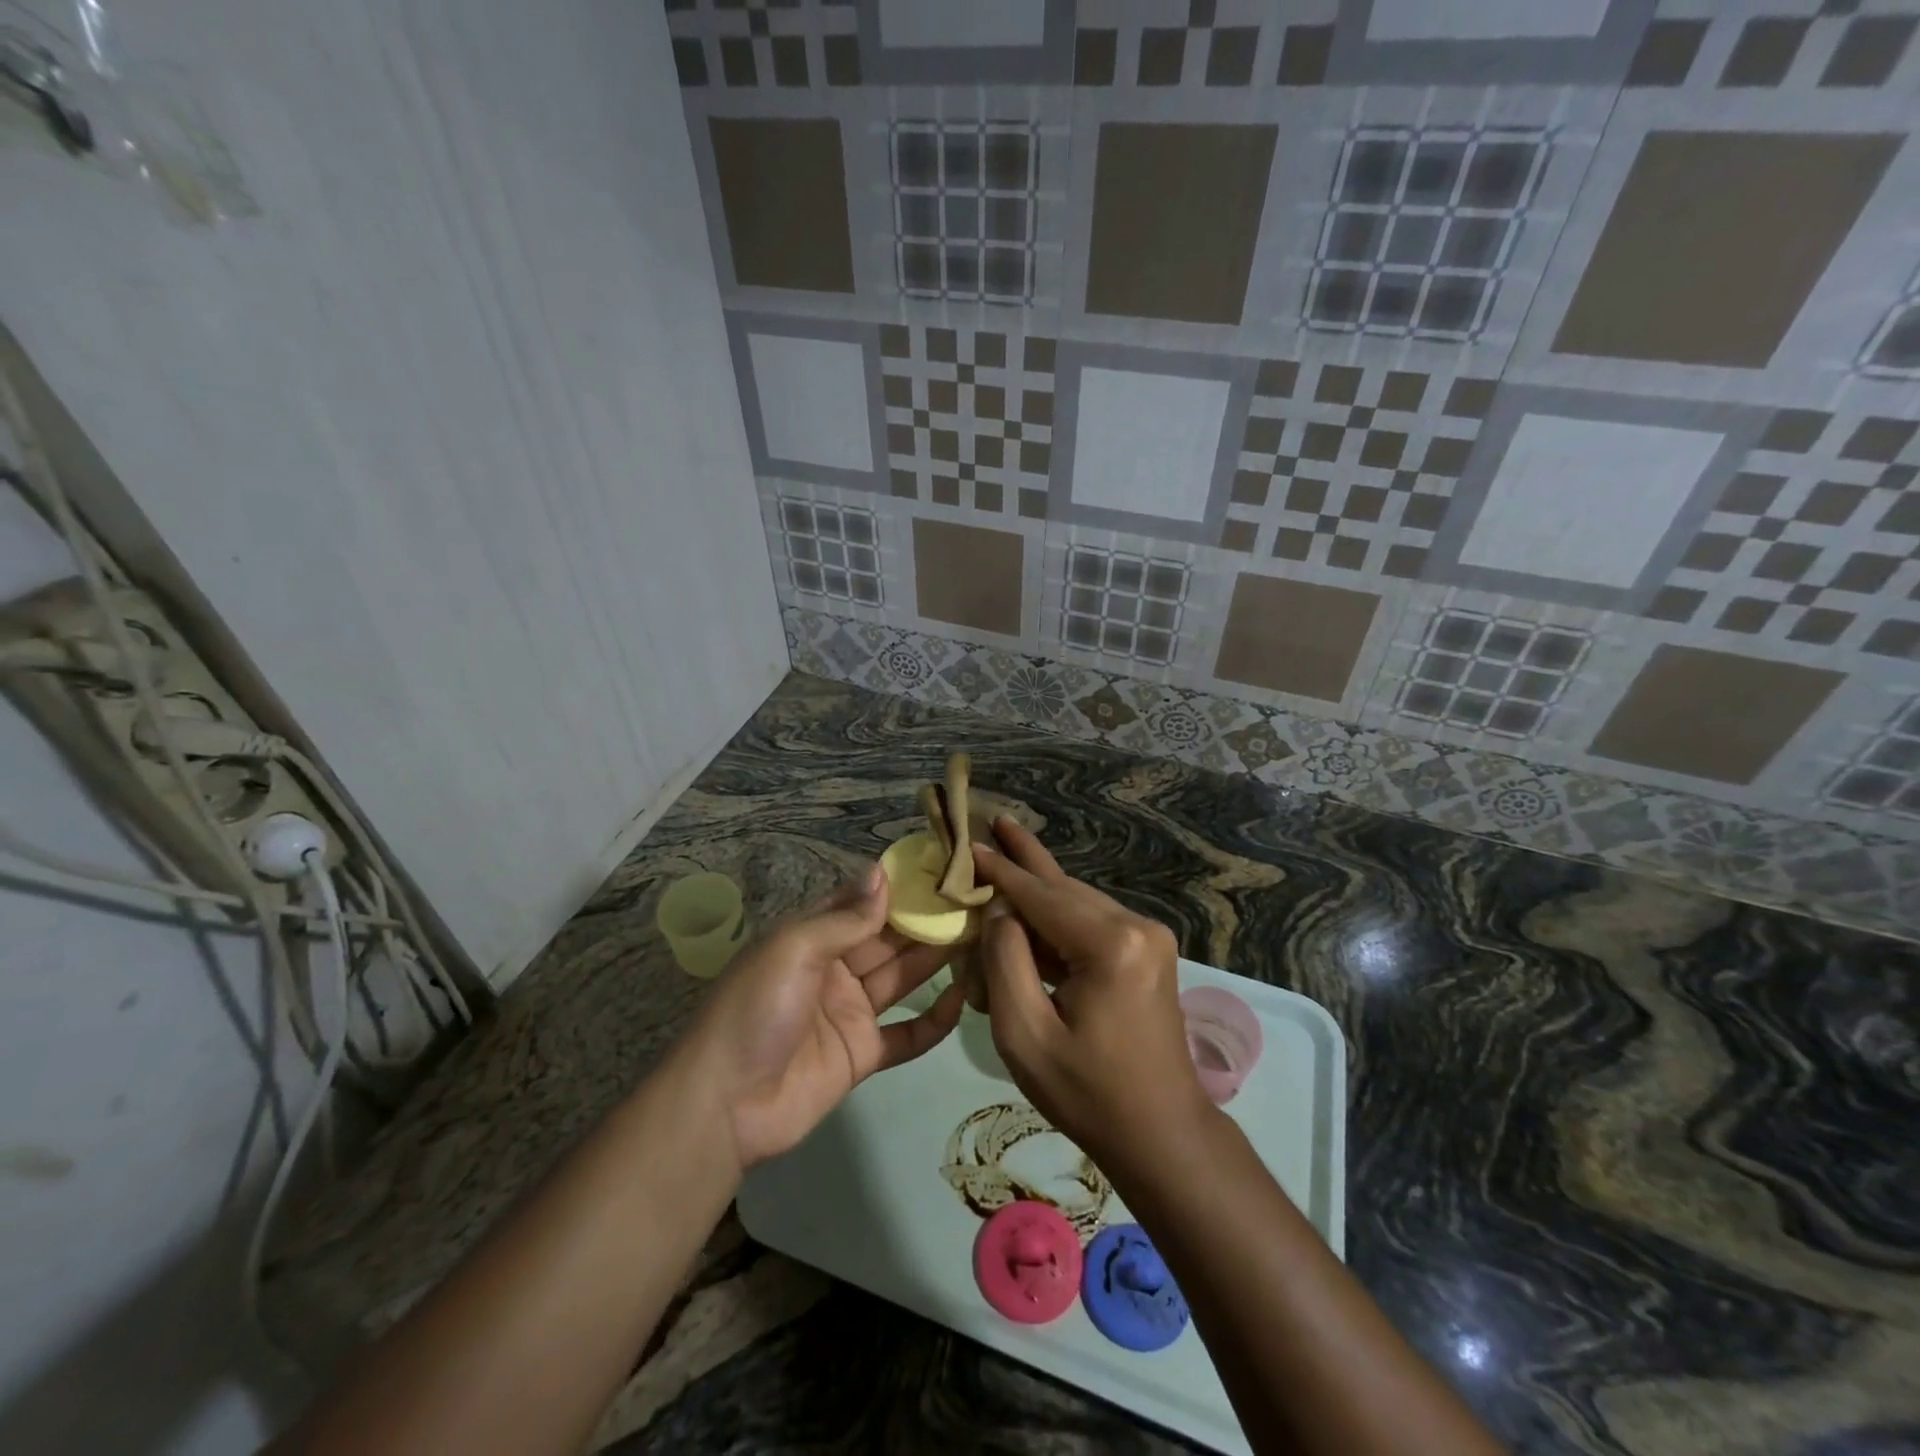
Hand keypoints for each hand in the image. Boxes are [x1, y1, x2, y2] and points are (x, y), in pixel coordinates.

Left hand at [683, 864, 964, 1169]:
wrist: (724, 1106)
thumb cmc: (756, 1010)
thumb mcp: (794, 950)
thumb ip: (845, 918)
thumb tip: (882, 873)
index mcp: (812, 937)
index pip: (862, 903)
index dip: (899, 887)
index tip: (941, 869)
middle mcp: (835, 968)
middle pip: (889, 939)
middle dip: (927, 921)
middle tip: (976, 902)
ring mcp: (850, 1012)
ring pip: (902, 978)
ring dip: (937, 961)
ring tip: (982, 938)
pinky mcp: (863, 1054)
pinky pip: (906, 1034)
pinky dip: (934, 1021)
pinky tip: (963, 1000)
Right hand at [972, 820, 1210, 1167]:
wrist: (1161, 1134)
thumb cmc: (1088, 1093)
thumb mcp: (1025, 1033)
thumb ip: (1006, 961)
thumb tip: (999, 910)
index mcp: (1110, 944)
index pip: (1040, 896)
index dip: (1000, 870)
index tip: (968, 841)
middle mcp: (1136, 927)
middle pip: (1063, 889)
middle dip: (1023, 861)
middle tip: (993, 821)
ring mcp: (1148, 938)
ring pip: (1078, 902)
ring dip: (1038, 887)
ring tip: (1004, 848)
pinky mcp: (1148, 952)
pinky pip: (1091, 922)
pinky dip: (1057, 916)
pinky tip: (1029, 904)